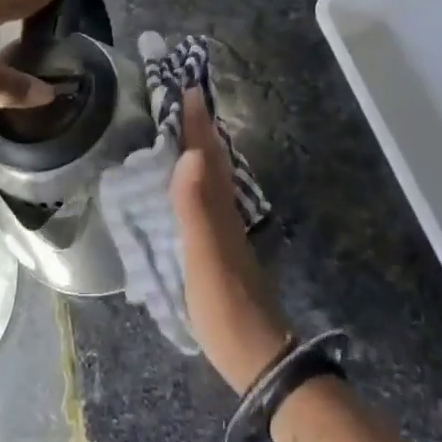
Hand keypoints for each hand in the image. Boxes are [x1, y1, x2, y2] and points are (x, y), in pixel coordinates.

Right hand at [171, 87, 291, 392]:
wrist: (256, 355)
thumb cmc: (225, 306)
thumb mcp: (204, 257)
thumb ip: (194, 207)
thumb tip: (188, 154)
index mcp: (217, 208)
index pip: (203, 154)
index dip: (195, 122)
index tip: (187, 86)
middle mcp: (224, 211)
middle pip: (211, 159)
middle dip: (198, 127)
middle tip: (185, 97)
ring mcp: (224, 230)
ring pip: (212, 177)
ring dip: (200, 149)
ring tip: (187, 129)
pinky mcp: (219, 248)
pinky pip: (206, 197)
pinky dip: (197, 178)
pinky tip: (191, 184)